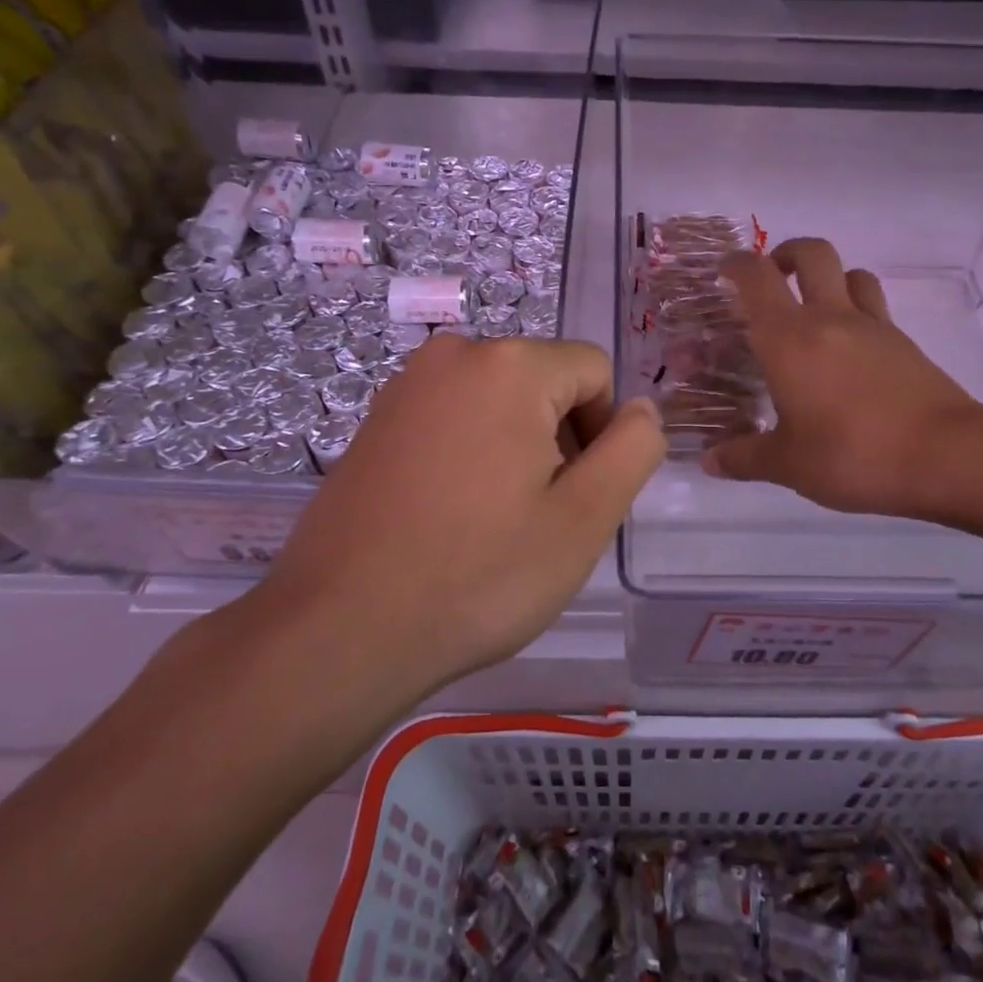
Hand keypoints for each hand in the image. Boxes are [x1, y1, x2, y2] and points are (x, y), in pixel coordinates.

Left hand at [248, 336, 663, 696]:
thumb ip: (633, 450)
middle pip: (546, 382)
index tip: (577, 497)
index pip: (595, 371)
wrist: (339, 628)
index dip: (604, 432)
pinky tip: (450, 516)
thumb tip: (642, 409)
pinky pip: (454, 417)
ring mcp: (406, 384)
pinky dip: (471, 454)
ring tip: (493, 522)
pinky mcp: (376, 418)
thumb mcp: (584, 518)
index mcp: (510, 364)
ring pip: (500, 402)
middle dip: (559, 439)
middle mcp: (454, 353)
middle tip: (537, 517)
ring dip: (517, 450)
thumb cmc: (478, 574)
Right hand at [704, 238, 982, 519]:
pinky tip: (848, 348)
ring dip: (827, 278)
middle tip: (771, 280)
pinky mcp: (903, 342)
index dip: (736, 265)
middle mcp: (829, 318)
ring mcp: (872, 326)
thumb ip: (744, 457)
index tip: (723, 273)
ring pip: (850, 273)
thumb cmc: (853, 454)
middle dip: (785, 254)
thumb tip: (711, 461)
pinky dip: (856, 308)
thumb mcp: (788, 465)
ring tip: (812, 309)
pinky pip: (874, 305)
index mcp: (789, 338)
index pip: (757, 278)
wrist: (946, 455)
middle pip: (811, 253)